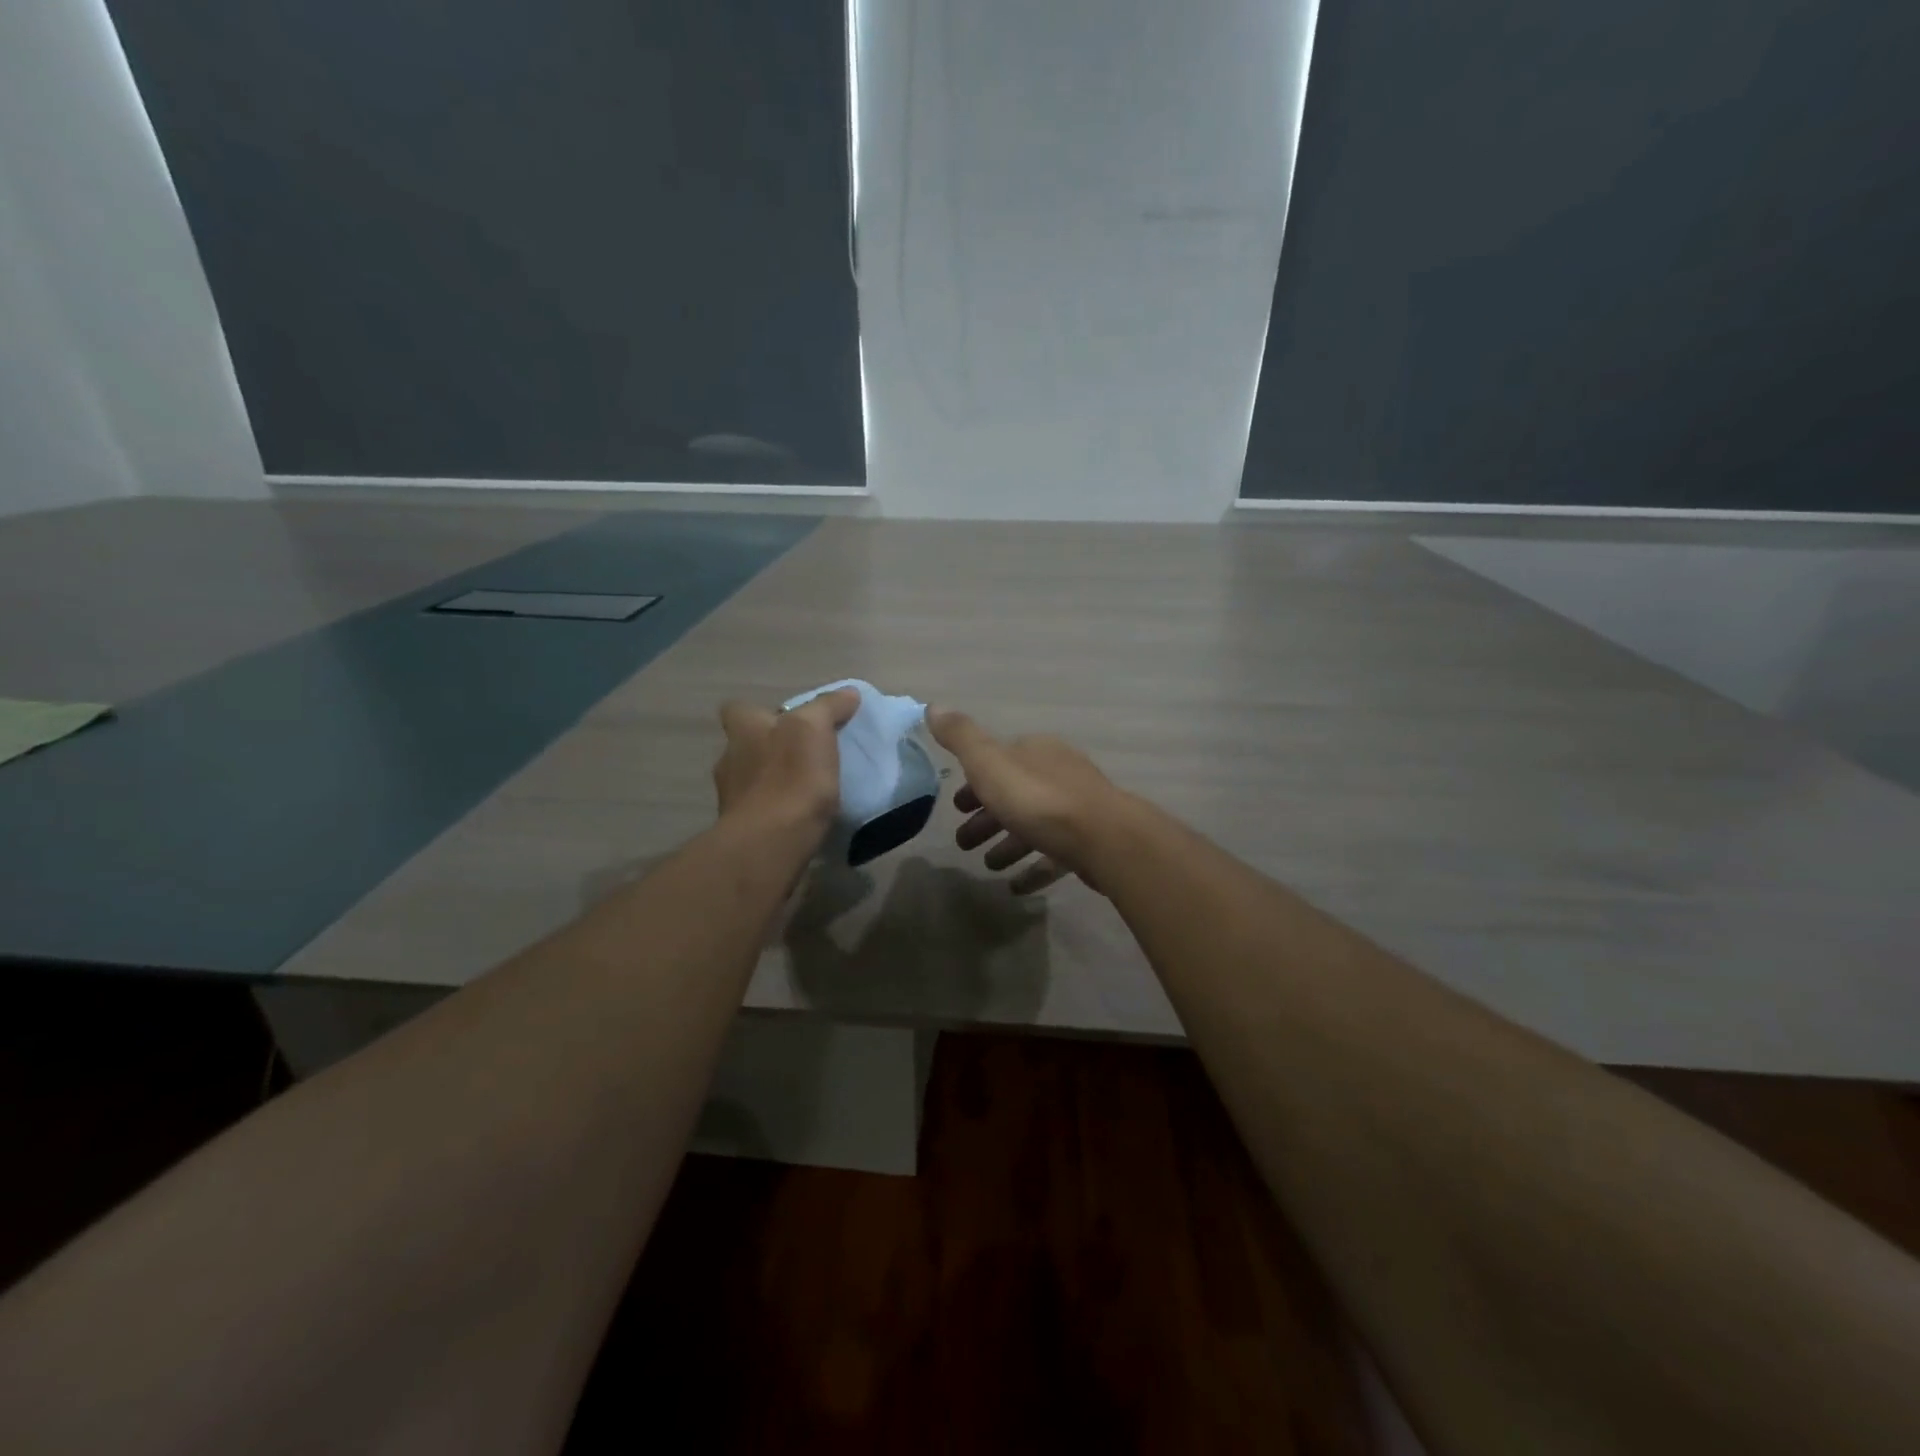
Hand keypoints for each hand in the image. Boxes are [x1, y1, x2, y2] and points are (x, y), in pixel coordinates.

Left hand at [713, 688, 859, 831]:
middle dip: (771, 748)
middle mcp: (729, 760)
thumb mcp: (814, 729)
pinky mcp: (741, 830)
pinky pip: (760, 812)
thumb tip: (848, 693)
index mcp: (744, 730)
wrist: (771, 843)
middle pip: (746, 746)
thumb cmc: (791, 777)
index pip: (739, 709)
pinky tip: (799, 817)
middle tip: (804, 755)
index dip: (760, 712)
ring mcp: (731, 798)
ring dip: (773, 782)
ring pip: (752, 780)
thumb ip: (828, 707)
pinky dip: (776, 811)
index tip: (788, 720)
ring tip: (806, 790)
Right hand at [926, 708, 1131, 893]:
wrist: (1103, 838)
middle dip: (988, 816)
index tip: (956, 806)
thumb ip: (961, 737)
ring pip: (1034, 825)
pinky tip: (1017, 887)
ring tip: (988, 865)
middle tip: (963, 842)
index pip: (998, 761)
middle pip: (1015, 794)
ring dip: (1008, 844)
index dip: (974, 781)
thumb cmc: (1038, 799)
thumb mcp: (989, 764)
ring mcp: (1077, 808)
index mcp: (1035, 751)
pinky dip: (1034, 868)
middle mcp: (1058, 773)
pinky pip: (1054, 854)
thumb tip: (934, 705)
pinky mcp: (1089, 842)